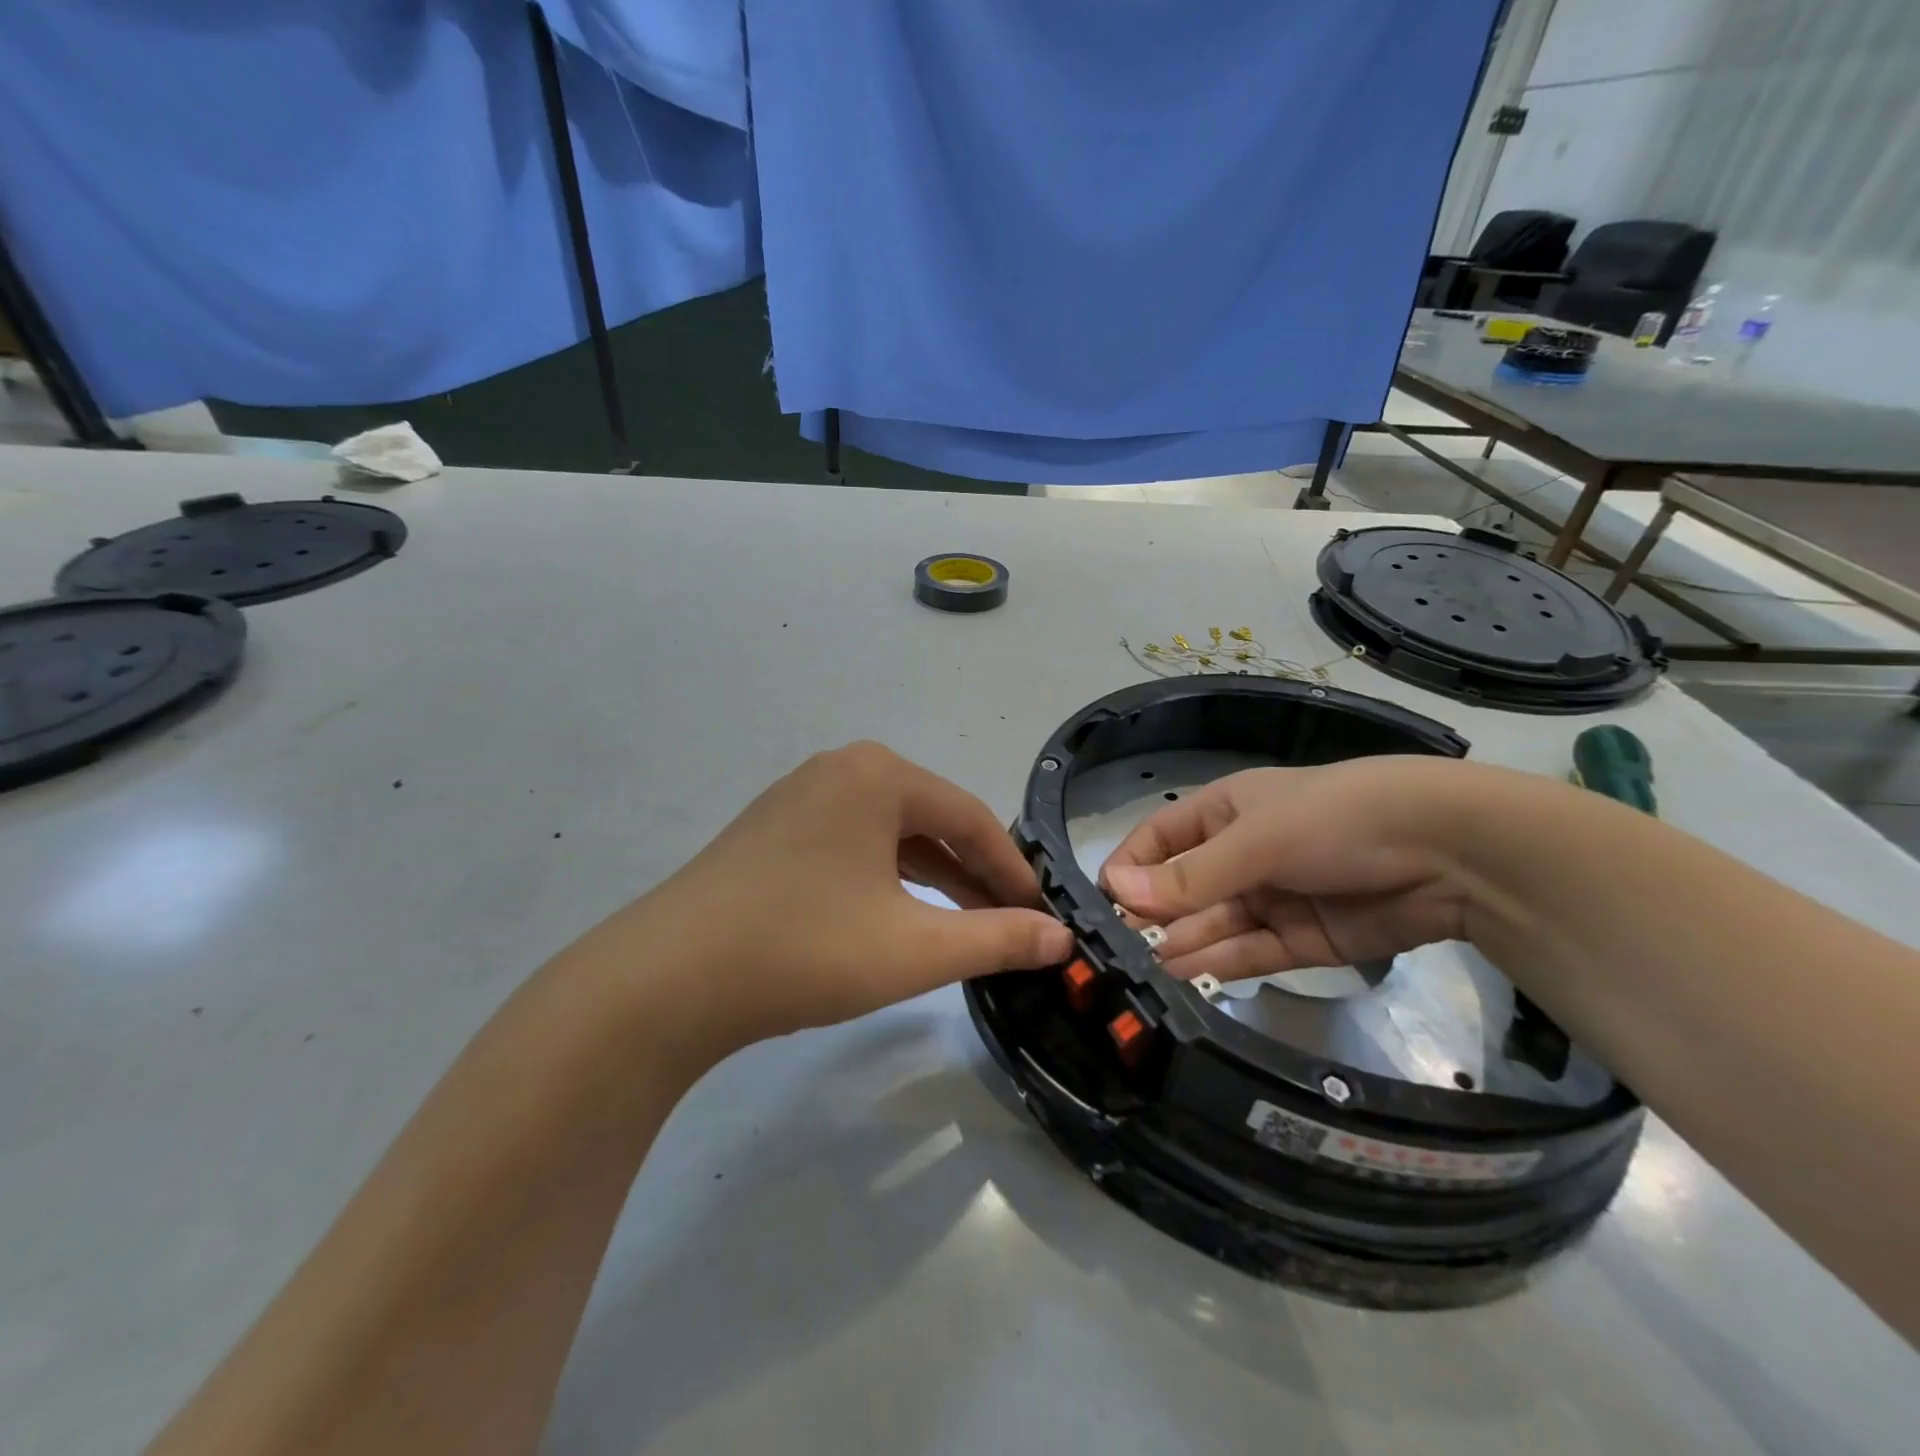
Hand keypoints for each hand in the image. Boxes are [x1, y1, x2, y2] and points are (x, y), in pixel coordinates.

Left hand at [627, 742, 1072, 1053]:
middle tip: (1007, 925)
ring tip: (961, 928)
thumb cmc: (805, 950)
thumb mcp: (916, 948)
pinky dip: (885, 879)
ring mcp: (799, 797)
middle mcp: (840, 769)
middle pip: (930, 821)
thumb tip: (1062, 940)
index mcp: (879, 775)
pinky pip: (852, 845)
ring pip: (889, 835)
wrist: (666, 981)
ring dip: (931, 879)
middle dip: (973, 875)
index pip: (970, 818)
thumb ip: (998, 939)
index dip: (1013, 869)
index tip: (1041, 915)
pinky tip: (895, 917)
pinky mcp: (772, 829)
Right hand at [1100, 757, 1474, 980]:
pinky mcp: (1301, 939)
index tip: (1102, 905)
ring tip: (1141, 975)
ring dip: (1180, 946)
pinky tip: (1182, 979)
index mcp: (1223, 813)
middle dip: (1153, 917)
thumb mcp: (1255, 840)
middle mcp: (1240, 854)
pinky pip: (1248, 952)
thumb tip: (1114, 891)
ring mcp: (1270, 898)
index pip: (1158, 840)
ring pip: (1212, 925)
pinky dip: (1217, 965)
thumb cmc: (1333, 819)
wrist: (1447, 851)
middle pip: (1183, 889)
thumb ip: (1188, 876)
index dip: (1129, 869)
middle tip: (1116, 955)